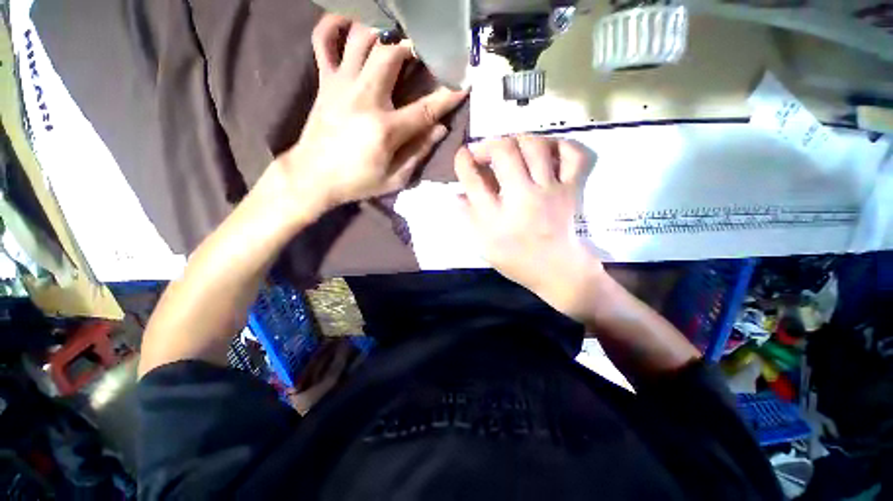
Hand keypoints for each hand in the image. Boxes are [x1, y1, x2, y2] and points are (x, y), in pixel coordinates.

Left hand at [272, 14, 467, 218]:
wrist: (313, 177)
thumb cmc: (357, 182)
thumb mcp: (395, 179)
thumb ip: (418, 152)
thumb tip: (440, 129)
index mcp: (385, 129)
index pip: (425, 108)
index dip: (448, 96)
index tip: (464, 85)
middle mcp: (364, 98)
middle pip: (391, 53)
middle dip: (413, 46)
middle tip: (424, 51)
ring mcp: (341, 85)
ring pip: (361, 38)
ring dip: (382, 31)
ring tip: (395, 37)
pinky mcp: (324, 81)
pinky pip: (324, 40)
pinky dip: (335, 25)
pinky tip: (351, 26)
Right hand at [454, 136, 602, 318]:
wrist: (556, 269)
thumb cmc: (516, 259)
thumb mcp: (484, 245)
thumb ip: (468, 218)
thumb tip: (456, 193)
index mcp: (496, 217)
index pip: (473, 180)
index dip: (463, 162)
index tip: (462, 155)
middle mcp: (521, 197)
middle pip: (504, 152)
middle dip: (489, 145)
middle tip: (485, 152)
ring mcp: (549, 190)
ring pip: (535, 146)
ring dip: (518, 140)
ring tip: (511, 149)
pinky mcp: (570, 188)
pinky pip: (573, 156)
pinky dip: (561, 145)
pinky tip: (547, 150)